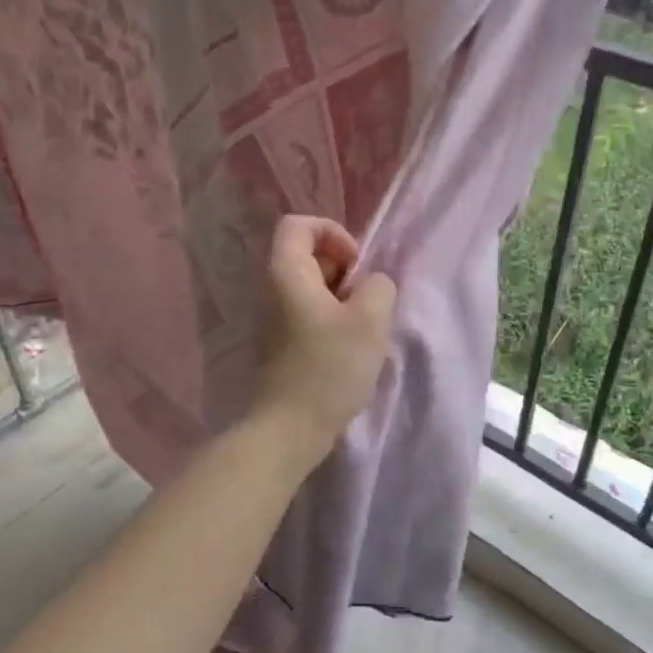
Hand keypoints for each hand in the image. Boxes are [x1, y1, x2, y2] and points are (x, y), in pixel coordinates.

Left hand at [249, 216, 396, 457]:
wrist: (289, 429)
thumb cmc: (328, 368)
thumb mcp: (369, 320)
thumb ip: (379, 287)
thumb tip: (372, 285)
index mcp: (286, 272)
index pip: (299, 224)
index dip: (333, 232)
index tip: (356, 265)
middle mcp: (274, 289)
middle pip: (308, 253)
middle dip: (344, 267)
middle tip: (366, 299)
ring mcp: (275, 317)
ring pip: (313, 285)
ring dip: (343, 296)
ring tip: (363, 326)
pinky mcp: (283, 342)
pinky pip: (309, 311)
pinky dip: (333, 317)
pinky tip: (350, 346)